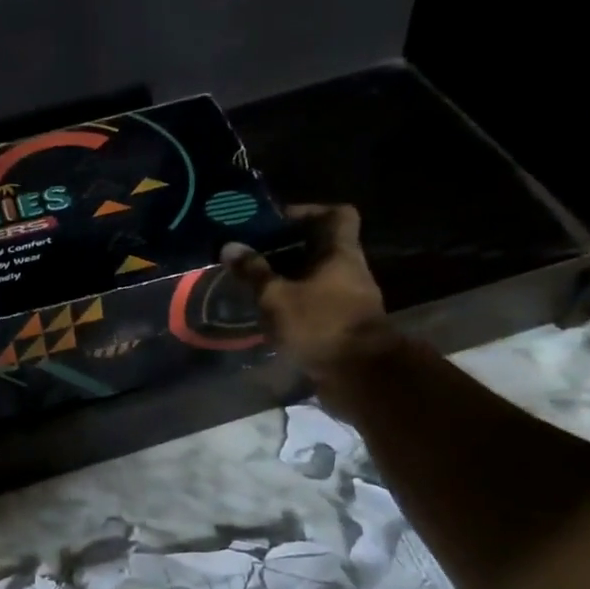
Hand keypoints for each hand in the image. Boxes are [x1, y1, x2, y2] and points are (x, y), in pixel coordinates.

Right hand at [221, 204, 392, 383]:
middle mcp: (350, 272)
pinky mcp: (343, 328)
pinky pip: (316, 306)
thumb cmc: (320, 325)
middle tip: (254, 256)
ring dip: (289, 281)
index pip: (337, 215)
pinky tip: (269, 316)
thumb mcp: (277, 297)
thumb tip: (229, 246)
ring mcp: (349, 301)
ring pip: (316, 279)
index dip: (309, 211)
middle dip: (288, 250)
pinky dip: (295, 307)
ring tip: (255, 287)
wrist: (360, 376)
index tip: (278, 221)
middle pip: (321, 248)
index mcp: (341, 253)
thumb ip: (253, 272)